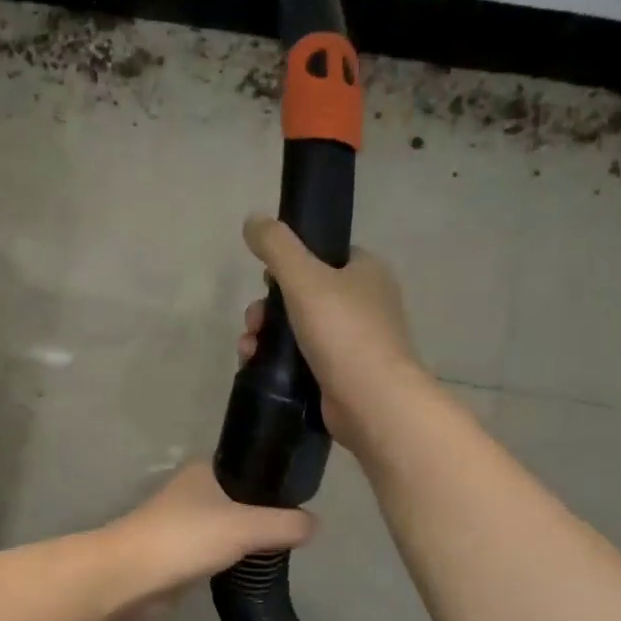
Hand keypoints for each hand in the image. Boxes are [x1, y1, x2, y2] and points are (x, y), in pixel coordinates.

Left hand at [100, 462, 314, 620]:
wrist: (129, 578)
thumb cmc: (184, 538)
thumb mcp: (244, 526)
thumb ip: (284, 524)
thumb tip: (316, 525)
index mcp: (205, 470)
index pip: (251, 464)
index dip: (278, 476)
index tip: (308, 493)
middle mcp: (195, 491)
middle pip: (243, 496)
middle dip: (269, 510)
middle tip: (304, 526)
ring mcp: (186, 524)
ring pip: (231, 525)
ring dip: (252, 536)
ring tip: (289, 546)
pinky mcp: (182, 555)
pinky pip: (219, 551)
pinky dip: (236, 557)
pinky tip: (259, 565)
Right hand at [239, 216, 427, 449]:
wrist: (372, 400)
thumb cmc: (343, 331)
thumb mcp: (304, 277)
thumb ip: (277, 246)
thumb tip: (253, 220)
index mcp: (366, 273)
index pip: (324, 256)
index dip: (289, 264)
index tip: (266, 280)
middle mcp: (364, 304)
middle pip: (303, 294)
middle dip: (268, 308)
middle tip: (254, 322)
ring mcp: (354, 342)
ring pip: (297, 329)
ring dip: (265, 335)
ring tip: (249, 349)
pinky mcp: (340, 374)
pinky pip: (300, 359)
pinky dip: (276, 360)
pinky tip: (255, 366)